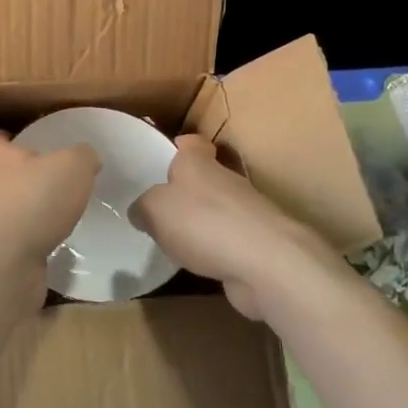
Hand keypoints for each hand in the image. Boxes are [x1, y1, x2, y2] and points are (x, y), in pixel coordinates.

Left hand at [0, 131, 99, 306]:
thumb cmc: (37, 198)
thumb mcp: (72, 167)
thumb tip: (87, 158)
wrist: (9, 257)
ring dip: (4, 218)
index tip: (5, 139)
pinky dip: (18, 252)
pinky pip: (5, 251)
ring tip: (32, 225)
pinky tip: (40, 257)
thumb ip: (81, 158)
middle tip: (10, 185)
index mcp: (3, 162)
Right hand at [130, 134, 340, 318]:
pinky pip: (229, 241)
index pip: (191, 143)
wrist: (266, 263)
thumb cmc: (203, 222)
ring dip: (202, 222)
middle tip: (159, 207)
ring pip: (218, 210)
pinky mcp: (258, 245)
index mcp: (199, 163)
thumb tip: (140, 212)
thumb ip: (143, 208)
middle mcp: (225, 180)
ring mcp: (247, 213)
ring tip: (174, 240)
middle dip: (186, 190)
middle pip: (204, 178)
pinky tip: (199, 264)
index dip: (179, 146)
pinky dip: (216, 250)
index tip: (164, 157)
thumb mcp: (154, 210)